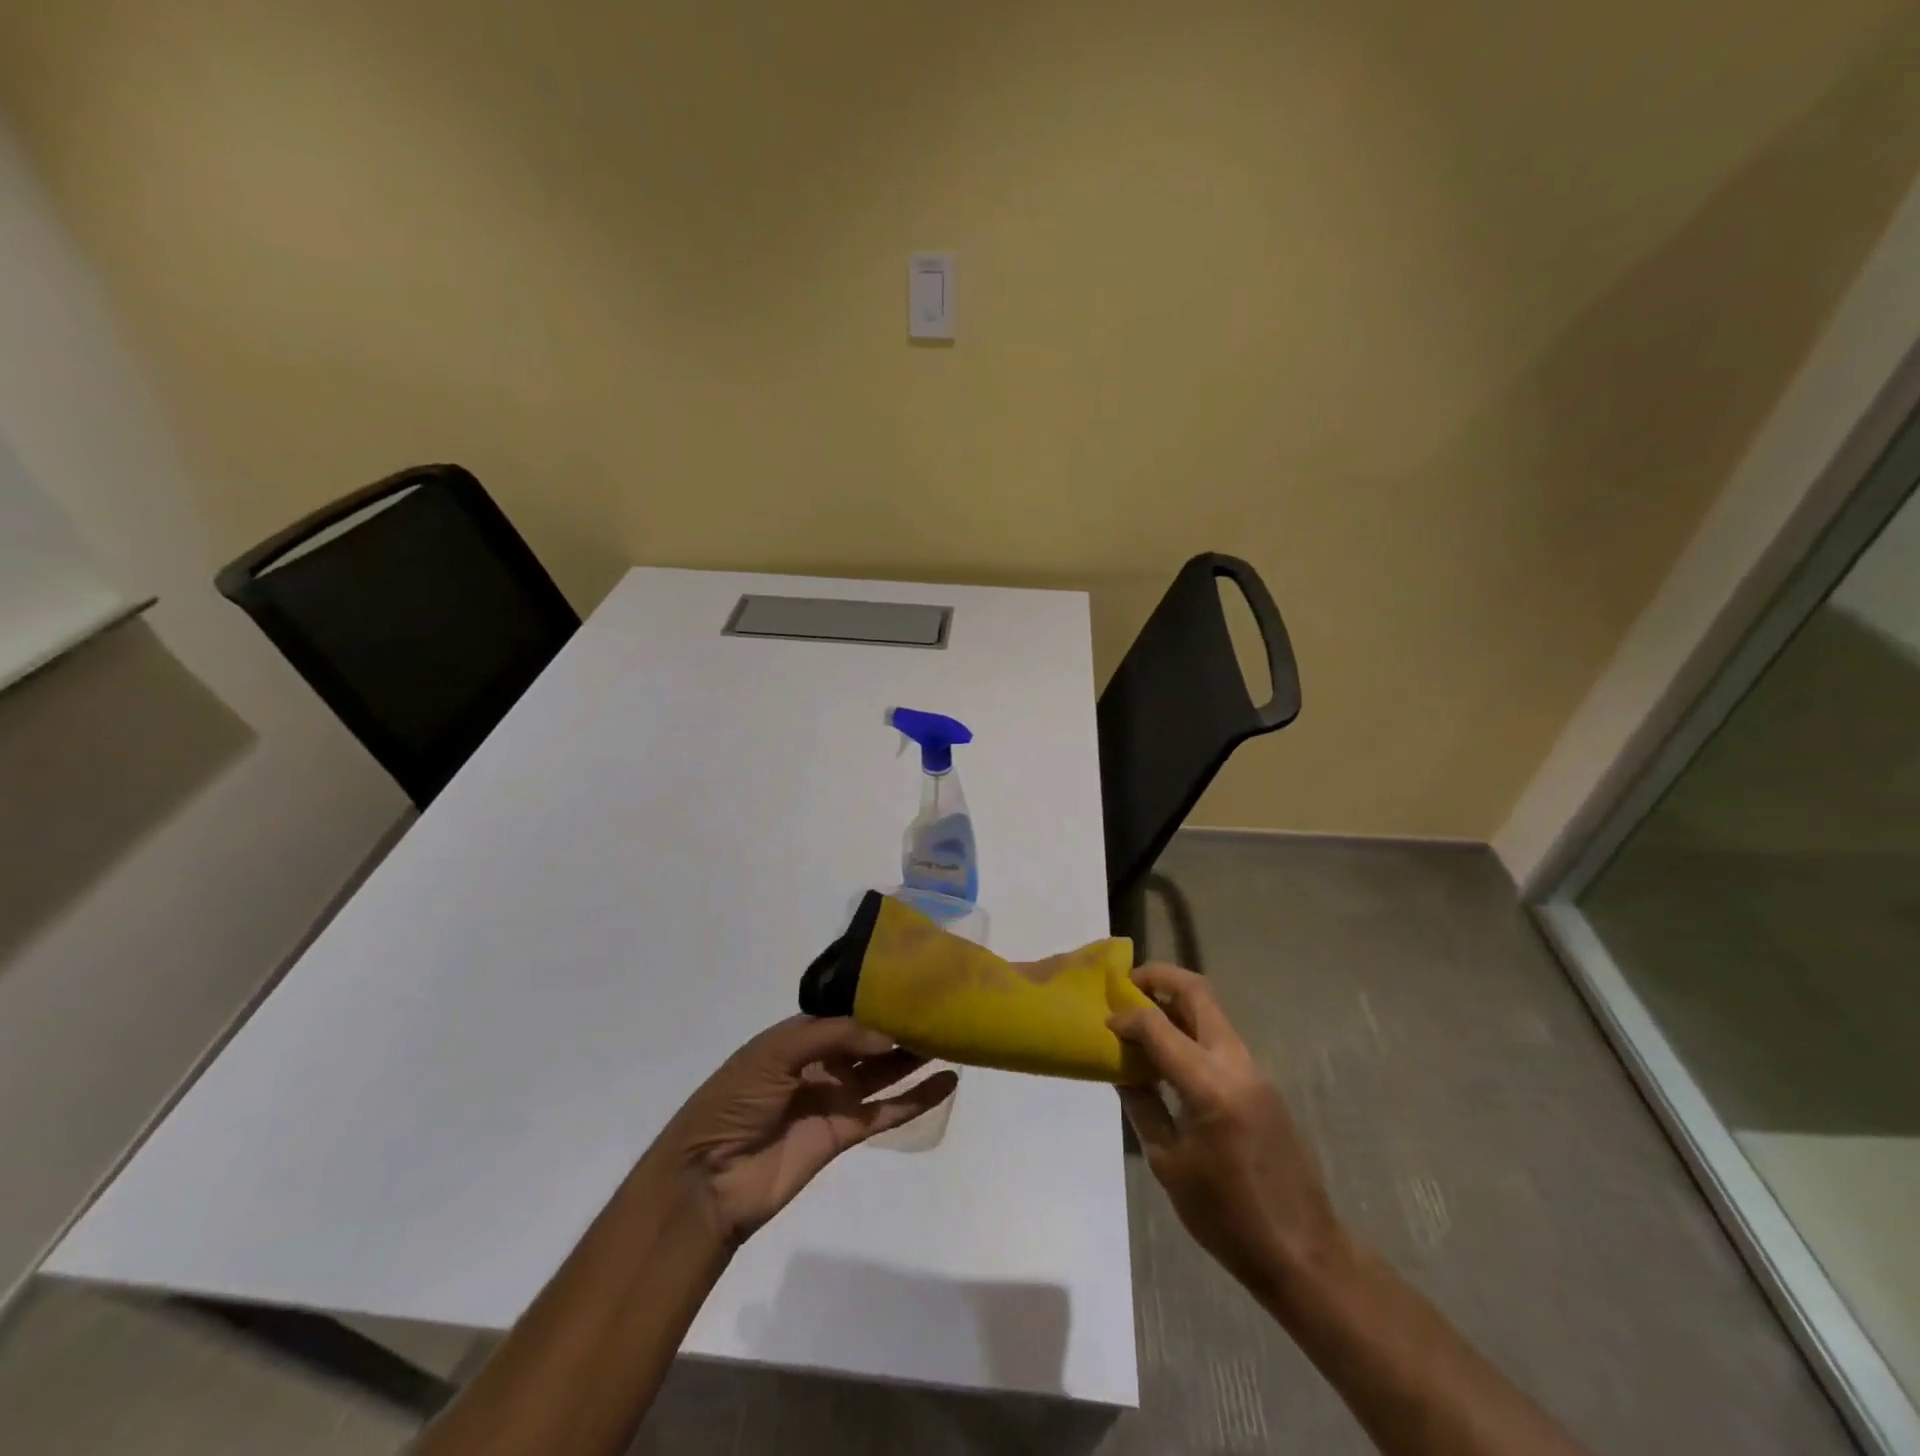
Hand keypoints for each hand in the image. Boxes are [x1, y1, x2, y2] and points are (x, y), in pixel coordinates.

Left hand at [661, 1016, 957, 1245]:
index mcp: (798, 1035)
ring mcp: (834, 1097)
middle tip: (944, 1007)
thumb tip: (888, 1033)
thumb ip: (834, 1037)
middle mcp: (821, 1061)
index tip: (915, 982)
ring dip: (915, 1056)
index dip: (878, 997)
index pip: (847, 1010)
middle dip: (902, 1024)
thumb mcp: (775, 1053)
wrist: (707, 1179)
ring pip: (884, 1071)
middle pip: (869, 1039)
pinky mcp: (845, 1133)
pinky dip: (916, 1099)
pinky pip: (886, 1111)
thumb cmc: (734, 1101)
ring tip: (954, 1036)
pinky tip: (947, 1081)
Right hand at [1110, 964, 1348, 1300]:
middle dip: (1159, 978)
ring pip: (1212, 1012)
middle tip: (1125, 984)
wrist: (1303, 1254)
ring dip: (1176, 1003)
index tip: (1103, 1023)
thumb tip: (1120, 1067)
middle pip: (1197, 993)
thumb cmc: (1227, 1216)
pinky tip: (1169, 1054)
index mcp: (1209, 1085)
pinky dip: (1191, 1030)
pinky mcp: (1263, 1084)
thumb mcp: (1169, 1163)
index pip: (1158, 1026)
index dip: (1126, 1017)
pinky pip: (1221, 1039)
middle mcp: (1236, 1064)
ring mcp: (1255, 1071)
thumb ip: (1142, 1105)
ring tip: (1141, 1017)